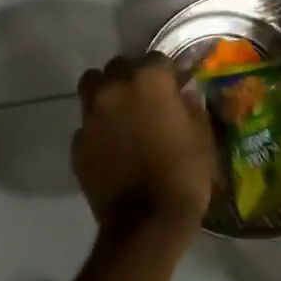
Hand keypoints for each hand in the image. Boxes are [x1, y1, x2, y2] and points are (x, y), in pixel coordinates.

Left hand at [72, 54, 216, 238]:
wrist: (146, 222)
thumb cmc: (184, 175)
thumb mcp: (202, 136)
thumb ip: (190, 107)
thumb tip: (183, 95)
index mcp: (149, 79)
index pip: (155, 58)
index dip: (165, 73)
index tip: (172, 88)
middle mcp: (115, 87)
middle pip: (118, 66)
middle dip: (131, 77)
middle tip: (144, 100)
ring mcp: (91, 114)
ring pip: (92, 85)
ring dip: (105, 92)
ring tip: (120, 114)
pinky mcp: (77, 141)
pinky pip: (86, 123)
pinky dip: (97, 128)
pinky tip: (110, 147)